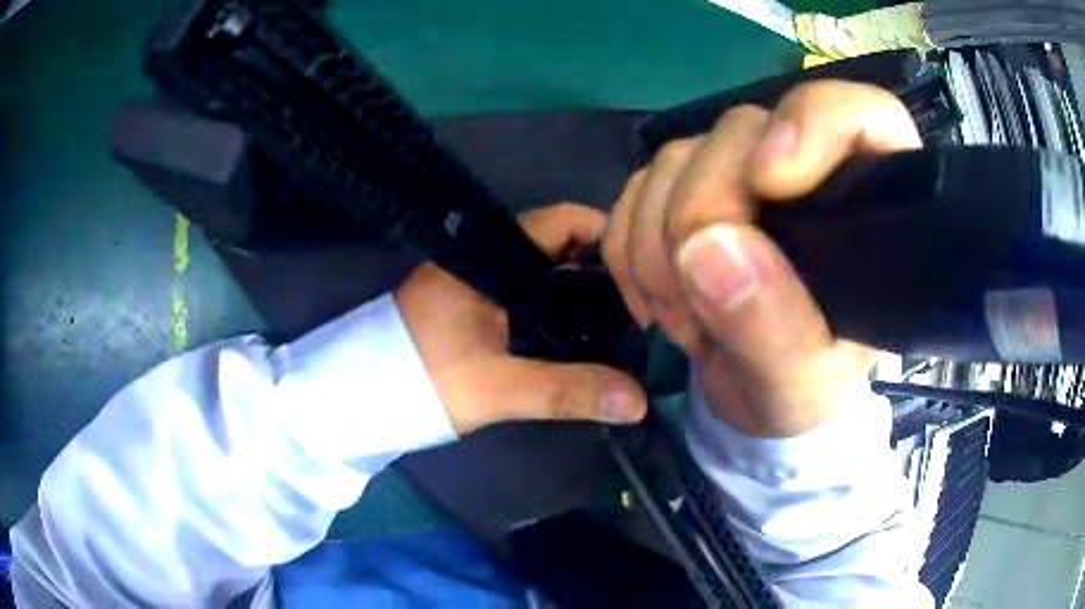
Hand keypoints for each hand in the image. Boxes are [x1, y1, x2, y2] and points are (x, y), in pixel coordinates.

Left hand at [395, 203, 647, 433]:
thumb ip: (567, 391)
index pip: (561, 221)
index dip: (606, 234)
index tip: (646, 266)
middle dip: (602, 270)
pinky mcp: (473, 305)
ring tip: (625, 320)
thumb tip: (637, 402)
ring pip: (544, 274)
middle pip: (559, 247)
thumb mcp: (498, 387)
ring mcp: (479, 281)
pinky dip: (557, 310)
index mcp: (489, 255)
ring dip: (580, 293)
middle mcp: (486, 257)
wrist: (360, 395)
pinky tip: (581, 335)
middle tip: (644, 302)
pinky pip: (528, 296)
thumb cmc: (422, 378)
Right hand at [604, 81, 920, 437]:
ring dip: (656, 245)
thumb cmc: (804, 391)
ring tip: (684, 321)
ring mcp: (742, 172)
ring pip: (677, 157)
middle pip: (741, 132)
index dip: (810, 124)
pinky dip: (628, 245)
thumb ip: (772, 328)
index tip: (768, 182)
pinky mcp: (690, 187)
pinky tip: (654, 297)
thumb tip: (707, 247)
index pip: (861, 115)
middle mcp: (807, 168)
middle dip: (699, 214)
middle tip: (696, 307)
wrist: (754, 394)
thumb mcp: (801, 386)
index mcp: (870, 204)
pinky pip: (637, 187)